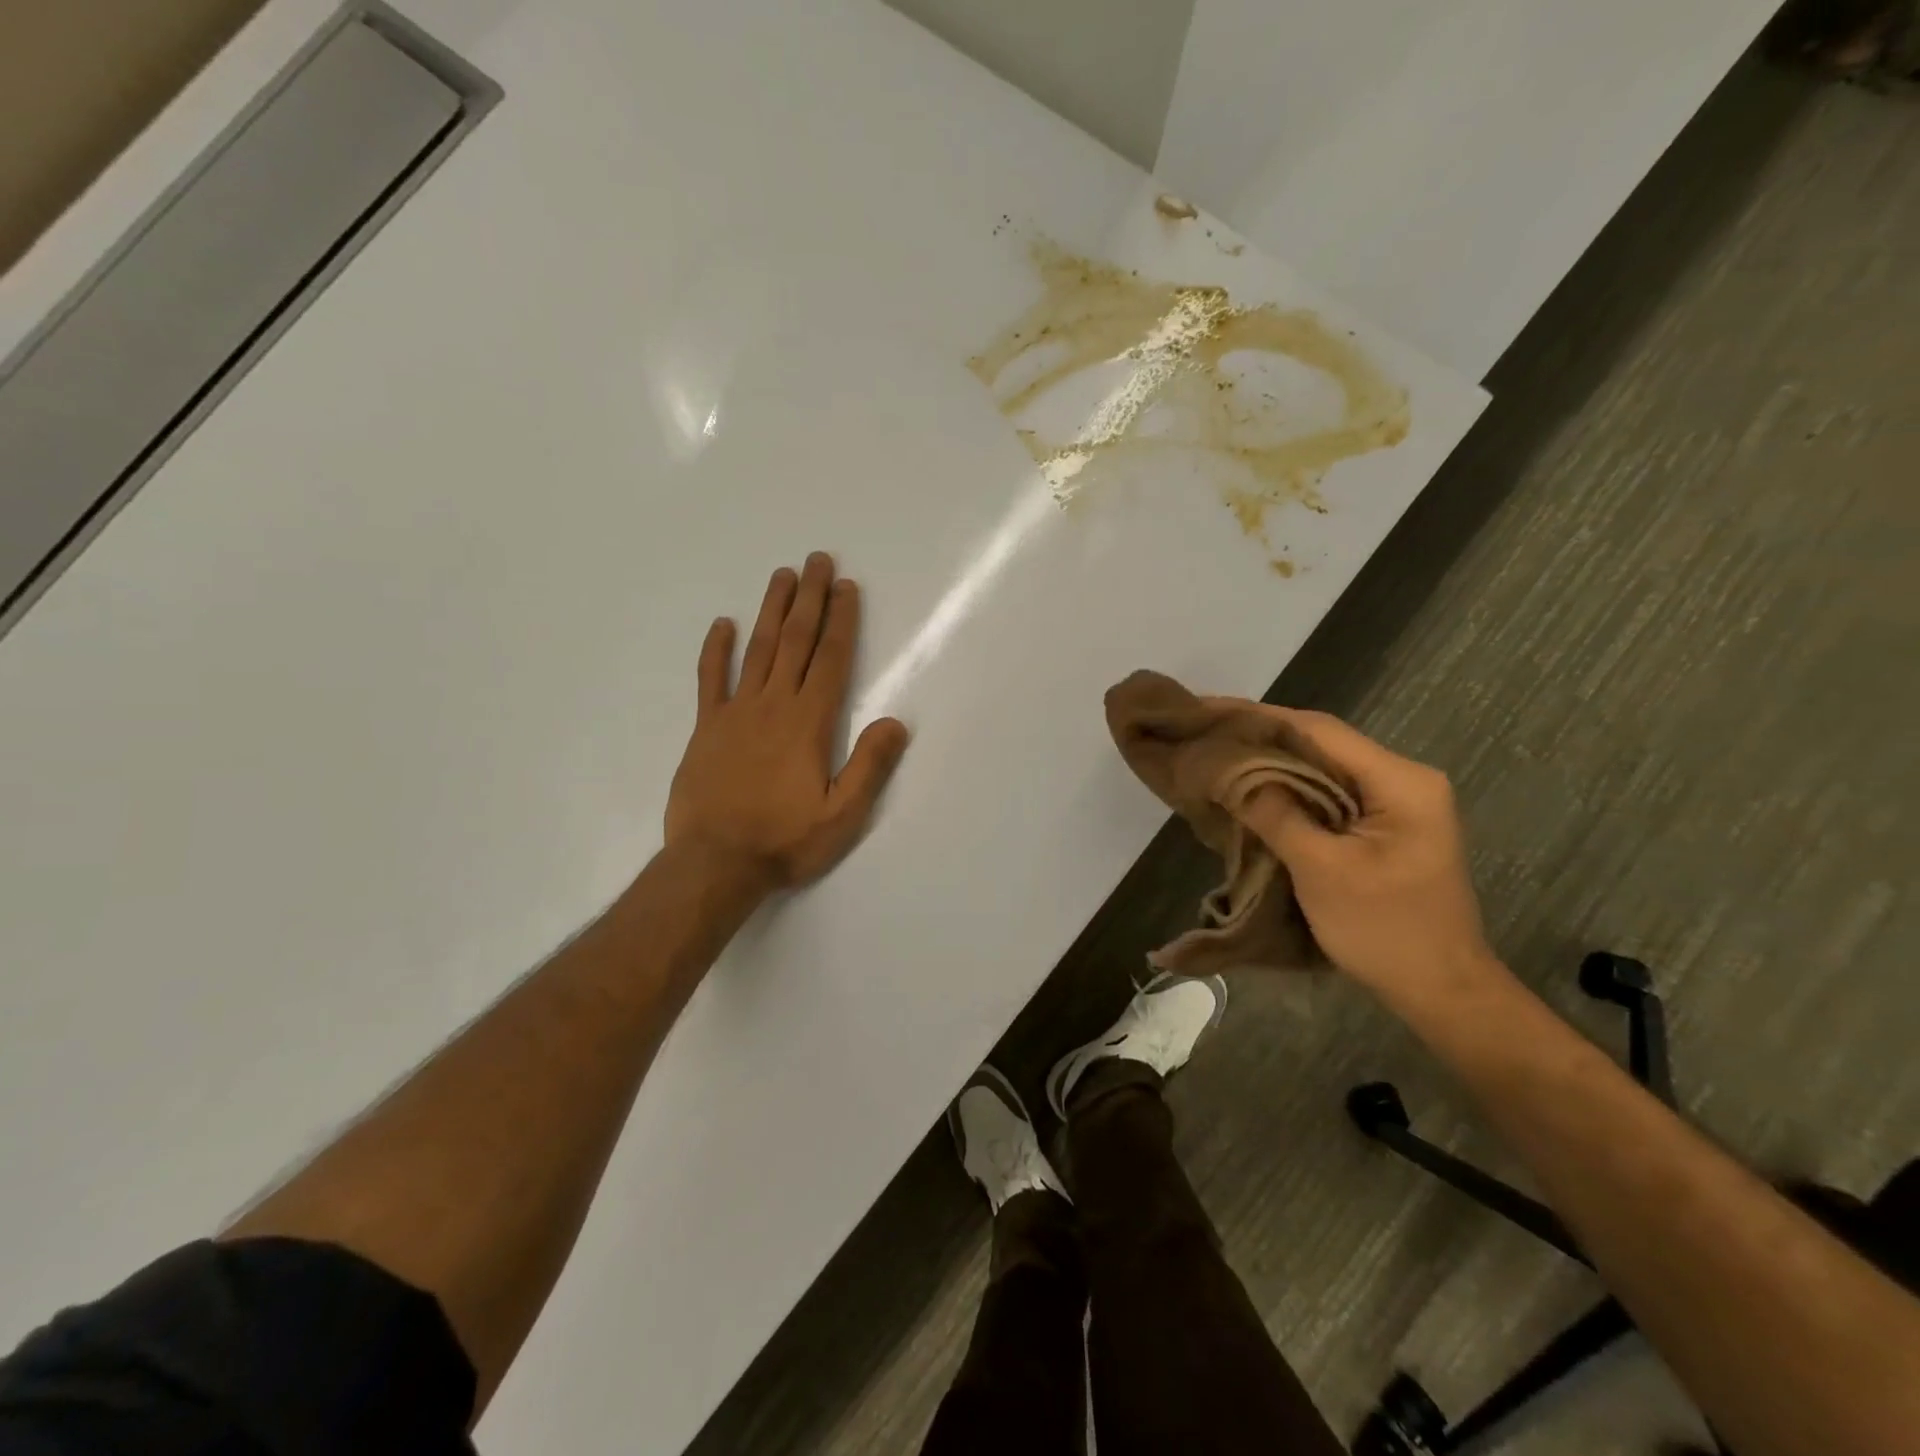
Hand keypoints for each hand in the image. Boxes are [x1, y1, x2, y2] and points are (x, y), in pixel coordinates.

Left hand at [665, 553, 909, 892]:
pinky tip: (722, 624)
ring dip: (771, 610)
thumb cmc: (784, 840)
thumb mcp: (842, 815)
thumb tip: (895, 721)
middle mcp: (773, 706)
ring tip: (782, 575)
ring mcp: (735, 713)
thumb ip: (869, 766)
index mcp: (808, 723)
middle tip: (816, 560)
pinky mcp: (707, 728)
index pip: (831, 660)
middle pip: (795, 642)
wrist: (715, 863)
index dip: (841, 621)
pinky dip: (716, 650)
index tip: (846, 587)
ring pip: (757, 650)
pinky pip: (711, 680)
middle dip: (809, 599)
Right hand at [1226, 707, 1497, 999]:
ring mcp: (1394, 804)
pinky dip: (1286, 789)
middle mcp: (1401, 780)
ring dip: (1270, 762)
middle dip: (1259, 736)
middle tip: (1202, 729)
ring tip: (1215, 751)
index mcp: (1400, 781)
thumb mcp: (1323, 870)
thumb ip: (1275, 813)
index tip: (1206, 709)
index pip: (1318, 731)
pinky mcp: (1380, 827)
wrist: (1442, 993)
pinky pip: (1325, 795)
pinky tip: (1249, 788)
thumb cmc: (1386, 930)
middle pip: (1319, 744)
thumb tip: (1227, 770)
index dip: (1258, 717)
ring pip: (1320, 768)